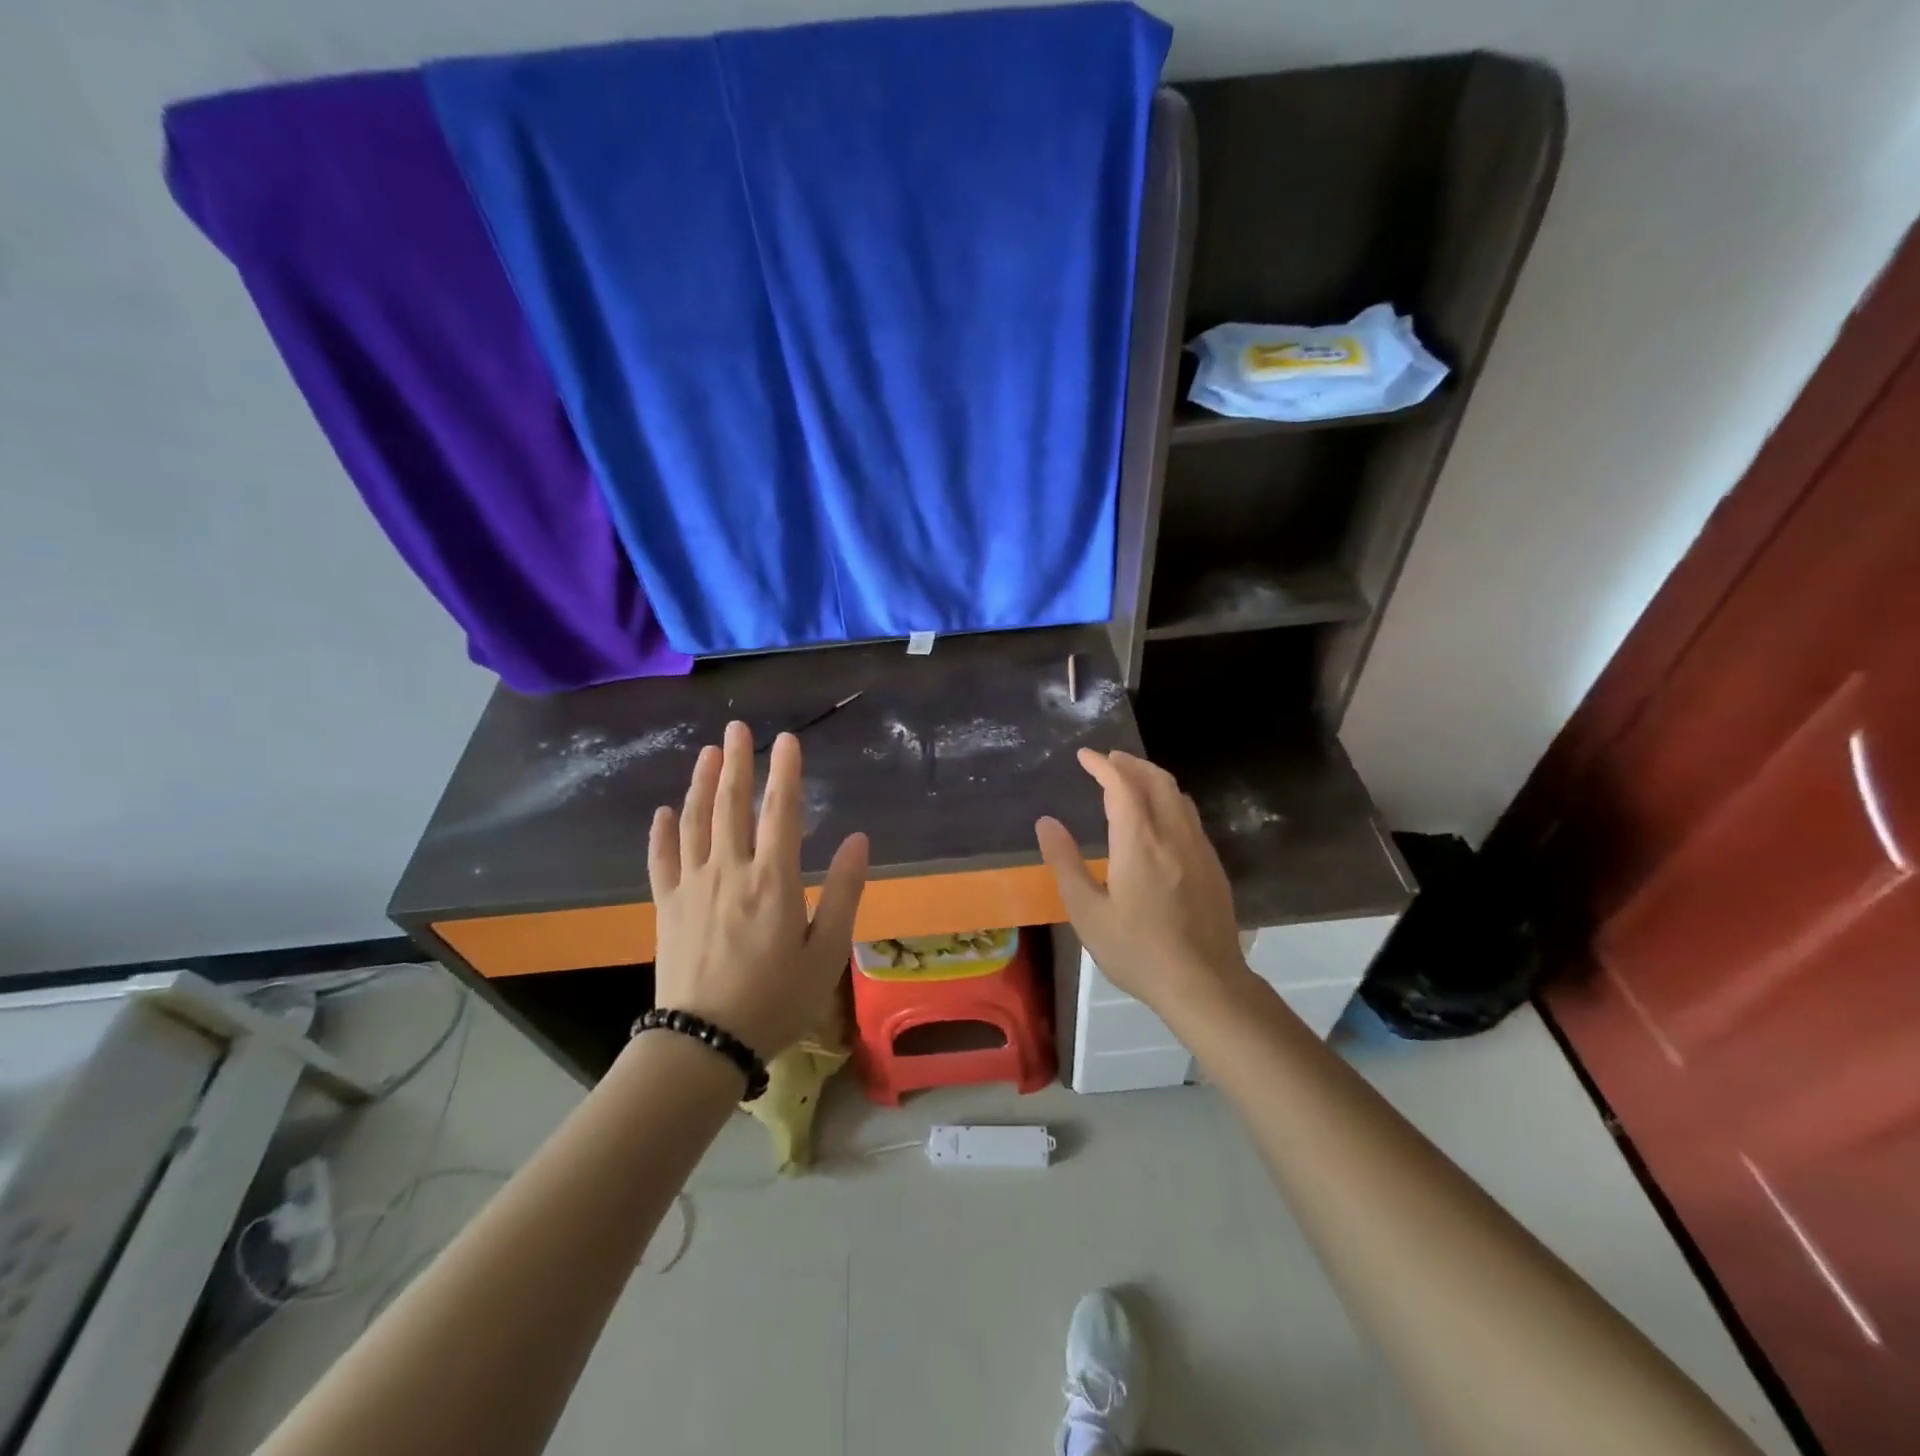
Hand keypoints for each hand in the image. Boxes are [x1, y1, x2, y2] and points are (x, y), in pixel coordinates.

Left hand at [648, 721, 868, 1059]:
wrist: (704, 1043)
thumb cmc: (776, 999)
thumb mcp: (827, 952)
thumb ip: (843, 892)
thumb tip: (859, 840)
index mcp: (773, 880)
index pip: (781, 811)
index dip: (786, 771)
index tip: (787, 739)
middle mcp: (729, 871)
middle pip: (731, 805)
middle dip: (737, 763)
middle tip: (736, 728)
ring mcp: (692, 887)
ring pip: (695, 823)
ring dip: (701, 784)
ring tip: (707, 754)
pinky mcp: (666, 907)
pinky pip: (661, 861)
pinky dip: (662, 833)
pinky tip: (663, 812)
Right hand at [1036, 749, 1249, 1014]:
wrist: (1204, 984)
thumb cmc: (1137, 951)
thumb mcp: (1088, 913)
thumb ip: (1066, 863)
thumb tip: (1046, 823)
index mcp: (1140, 843)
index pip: (1122, 786)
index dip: (1103, 765)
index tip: (1085, 756)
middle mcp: (1173, 835)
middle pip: (1157, 780)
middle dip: (1131, 763)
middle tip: (1108, 760)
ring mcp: (1199, 849)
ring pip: (1178, 796)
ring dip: (1153, 778)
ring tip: (1131, 781)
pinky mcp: (1213, 866)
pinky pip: (1190, 816)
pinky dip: (1169, 800)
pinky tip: (1159, 819)